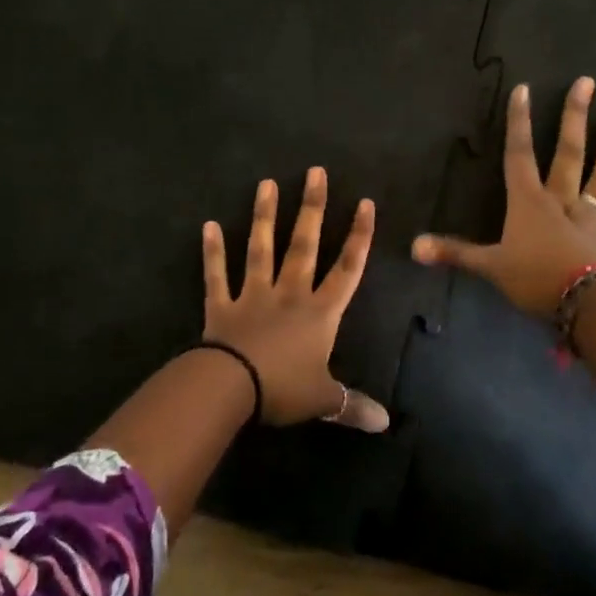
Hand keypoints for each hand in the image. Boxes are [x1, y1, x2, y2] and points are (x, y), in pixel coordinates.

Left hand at [202, 168, 388, 431]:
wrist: (232, 388)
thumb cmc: (283, 389)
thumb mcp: (323, 399)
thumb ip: (353, 406)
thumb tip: (386, 423)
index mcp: (320, 312)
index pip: (347, 267)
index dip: (359, 236)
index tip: (365, 202)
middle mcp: (290, 293)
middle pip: (304, 244)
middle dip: (312, 208)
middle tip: (315, 172)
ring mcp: (254, 295)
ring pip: (261, 249)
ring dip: (264, 216)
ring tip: (266, 183)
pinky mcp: (222, 305)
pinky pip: (217, 275)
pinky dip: (212, 252)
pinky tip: (208, 225)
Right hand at [411, 76, 595, 316]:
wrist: (585, 305)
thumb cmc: (535, 280)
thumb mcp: (489, 267)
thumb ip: (454, 252)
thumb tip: (412, 247)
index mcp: (529, 203)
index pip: (519, 156)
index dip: (519, 123)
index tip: (523, 89)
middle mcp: (563, 201)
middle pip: (568, 153)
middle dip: (574, 118)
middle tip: (587, 82)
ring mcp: (594, 218)